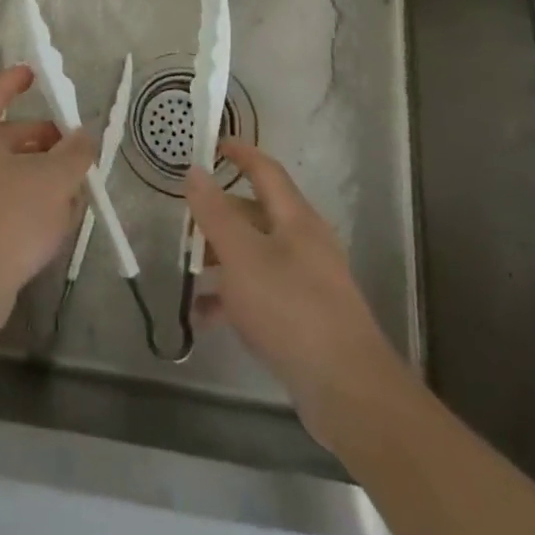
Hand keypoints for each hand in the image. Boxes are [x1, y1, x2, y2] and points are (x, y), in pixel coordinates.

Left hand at [0, 64, 96, 341]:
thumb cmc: (7, 220)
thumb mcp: (54, 180)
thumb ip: (75, 152)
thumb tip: (85, 135)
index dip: (15, 80)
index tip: (35, 73)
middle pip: (2, 132)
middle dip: (40, 137)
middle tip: (71, 146)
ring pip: (1, 166)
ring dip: (35, 170)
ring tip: (70, 186)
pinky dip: (20, 195)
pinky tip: (49, 217)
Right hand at [186, 139, 397, 448]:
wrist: (347, 390)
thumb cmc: (290, 308)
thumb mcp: (241, 256)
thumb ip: (214, 213)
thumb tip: (195, 172)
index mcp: (295, 219)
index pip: (266, 171)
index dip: (241, 153)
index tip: (214, 145)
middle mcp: (305, 243)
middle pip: (258, 215)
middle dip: (221, 216)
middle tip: (187, 222)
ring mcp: (308, 282)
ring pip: (257, 256)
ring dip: (223, 260)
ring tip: (189, 273)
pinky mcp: (305, 318)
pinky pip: (262, 294)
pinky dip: (234, 299)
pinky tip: (205, 318)